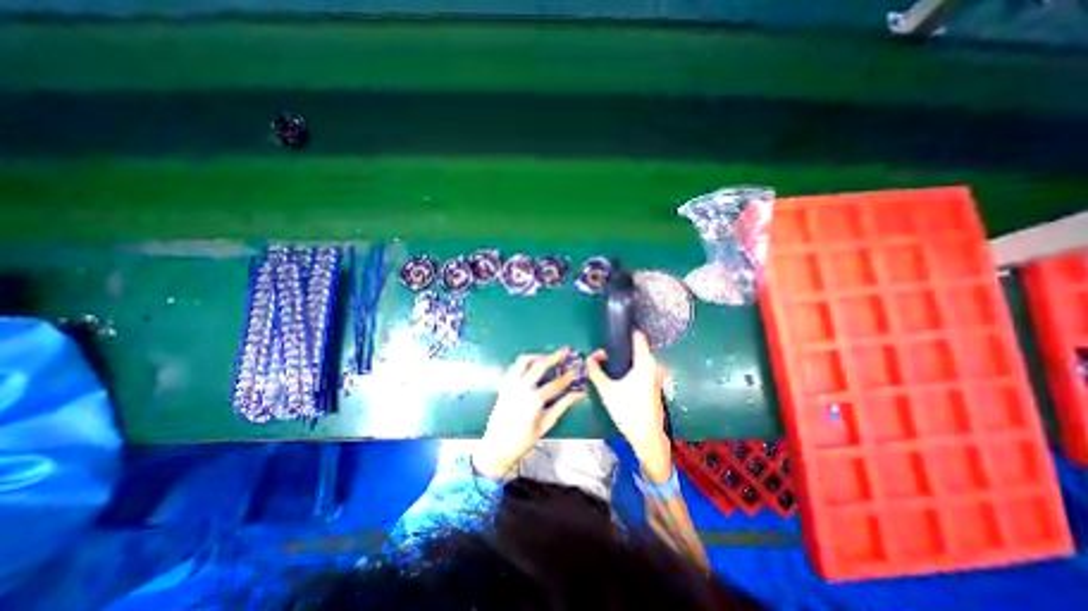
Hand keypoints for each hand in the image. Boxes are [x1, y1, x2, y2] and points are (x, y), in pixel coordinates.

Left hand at [470, 348, 581, 482]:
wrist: (497, 447)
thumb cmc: (524, 440)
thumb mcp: (546, 424)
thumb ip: (562, 406)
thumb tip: (579, 394)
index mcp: (535, 399)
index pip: (556, 383)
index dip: (569, 375)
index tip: (578, 368)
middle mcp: (522, 387)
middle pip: (540, 365)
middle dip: (555, 356)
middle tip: (566, 350)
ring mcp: (511, 384)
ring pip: (524, 361)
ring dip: (537, 356)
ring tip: (547, 357)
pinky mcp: (504, 385)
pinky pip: (514, 367)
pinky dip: (524, 362)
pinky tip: (531, 366)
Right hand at [586, 333, 672, 482]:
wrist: (647, 436)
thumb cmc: (628, 410)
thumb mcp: (607, 390)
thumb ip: (595, 371)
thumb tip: (589, 358)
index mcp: (645, 362)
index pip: (638, 336)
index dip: (625, 331)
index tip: (612, 331)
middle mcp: (654, 365)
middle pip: (637, 347)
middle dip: (621, 346)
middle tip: (604, 350)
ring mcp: (656, 375)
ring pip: (640, 358)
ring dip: (626, 357)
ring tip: (608, 361)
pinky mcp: (655, 384)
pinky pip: (642, 367)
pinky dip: (631, 366)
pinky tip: (620, 374)